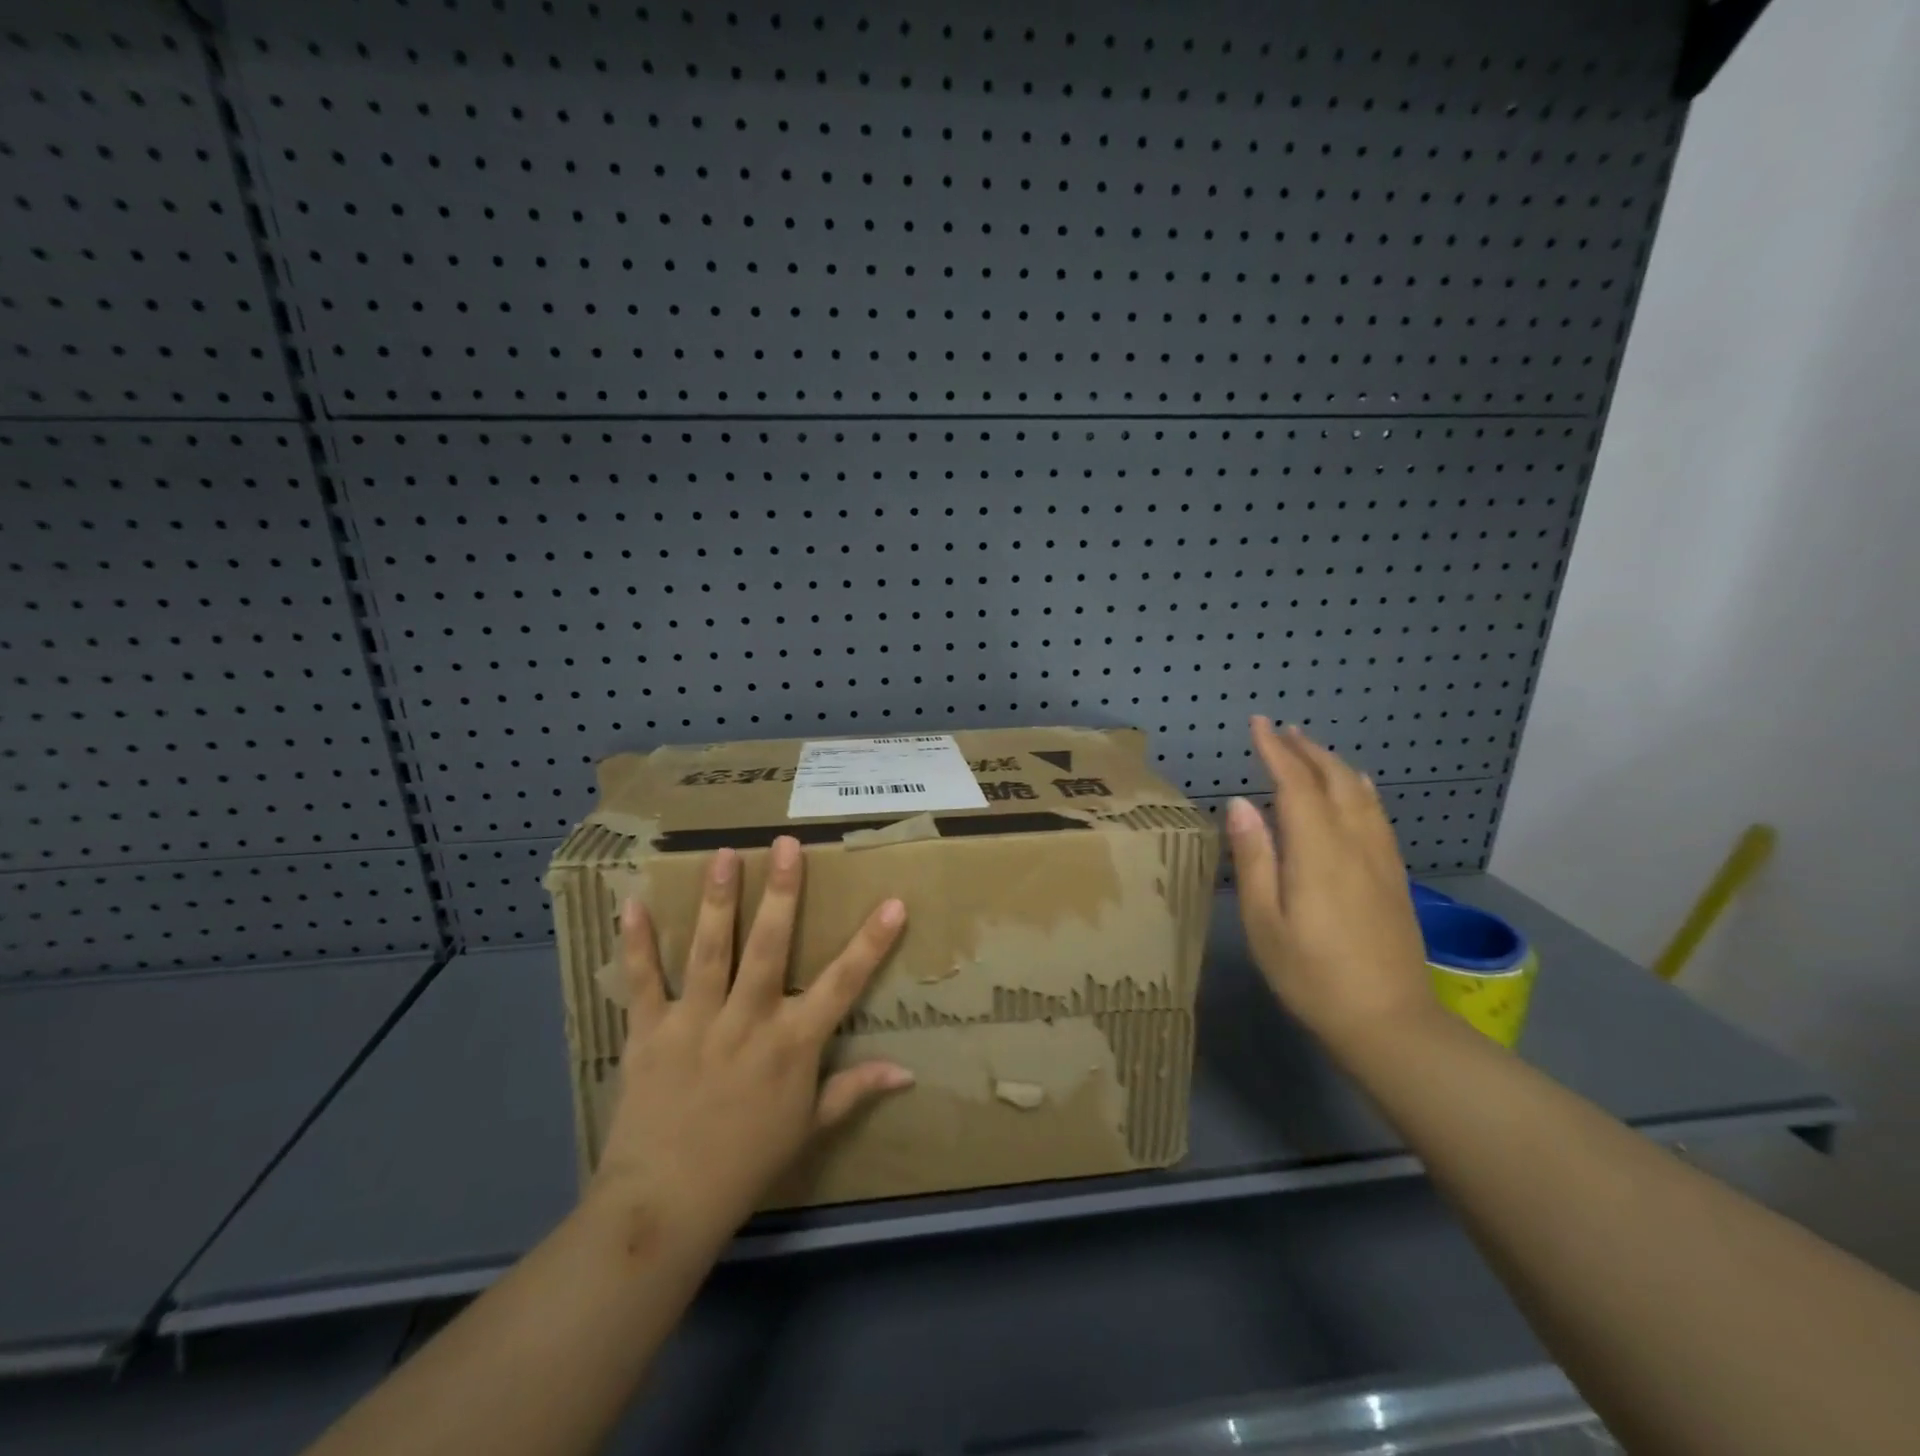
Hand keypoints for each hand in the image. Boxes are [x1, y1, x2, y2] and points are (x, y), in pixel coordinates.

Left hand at [587, 837, 913, 1237]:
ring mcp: (696, 1023)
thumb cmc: (747, 1163)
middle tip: (787, 845)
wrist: (665, 1207)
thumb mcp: (809, 1128)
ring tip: (724, 855)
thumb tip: (907, 1071)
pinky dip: (637, 944)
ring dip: (719, 901)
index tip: (893, 903)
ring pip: (710, 952)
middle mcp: (748, 1022)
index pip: (843, 985)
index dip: (871, 943)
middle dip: (782, 893)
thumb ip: (855, 1089)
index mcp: (792, 1044)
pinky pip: (643, 982)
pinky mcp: (649, 1033)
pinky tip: (632, 903)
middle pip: (769, 948)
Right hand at [1224, 716, 1434, 1049]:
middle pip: (1333, 779)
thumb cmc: (1312, 976)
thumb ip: (1255, 858)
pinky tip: (1356, 789)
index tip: (1257, 723)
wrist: (1390, 1022)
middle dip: (1306, 749)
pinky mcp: (1395, 876)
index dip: (1275, 750)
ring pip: (1361, 793)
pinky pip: (1377, 814)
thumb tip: (1241, 804)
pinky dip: (1360, 788)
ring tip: (1311, 749)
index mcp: (1318, 852)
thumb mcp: (1265, 922)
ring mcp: (1381, 859)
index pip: (1295, 784)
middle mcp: (1354, 843)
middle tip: (1280, 730)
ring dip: (1333, 764)